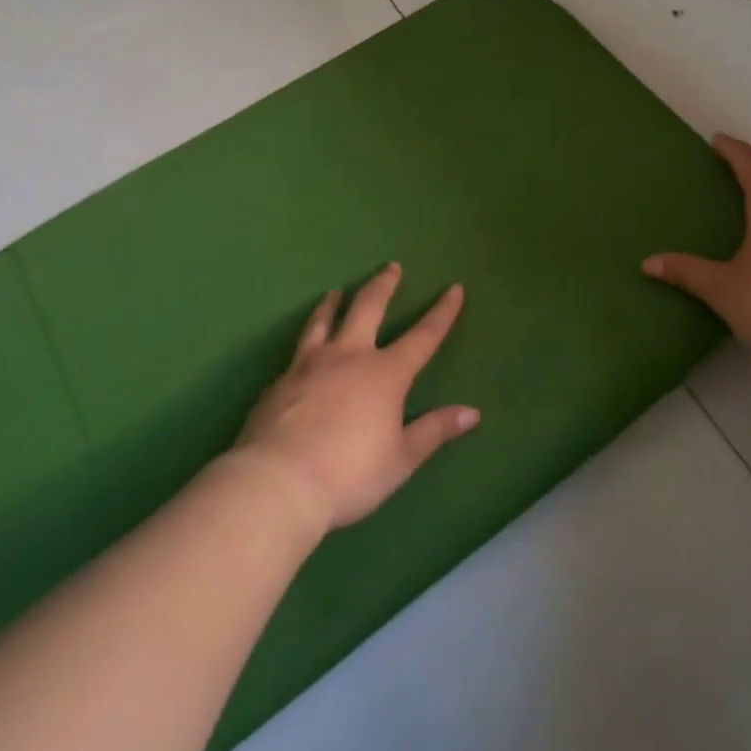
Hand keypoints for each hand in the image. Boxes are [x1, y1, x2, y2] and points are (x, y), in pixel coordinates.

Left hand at [232, 264, 478, 531]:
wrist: (277, 484)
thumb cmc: (349, 474)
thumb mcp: (401, 458)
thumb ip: (434, 431)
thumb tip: (472, 413)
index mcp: (386, 374)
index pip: (423, 336)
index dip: (442, 312)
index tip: (454, 288)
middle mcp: (349, 357)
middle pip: (368, 307)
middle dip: (383, 285)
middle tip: (390, 267)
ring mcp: (309, 366)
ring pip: (323, 322)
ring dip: (332, 303)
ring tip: (334, 292)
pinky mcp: (279, 383)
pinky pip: (295, 354)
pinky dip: (305, 344)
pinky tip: (301, 355)